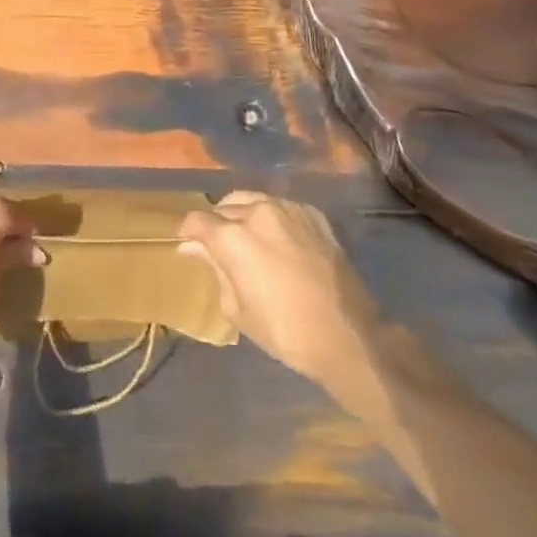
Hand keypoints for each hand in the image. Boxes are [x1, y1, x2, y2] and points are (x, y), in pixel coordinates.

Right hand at [179, 192, 376, 388]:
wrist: (347, 336)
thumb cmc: (284, 331)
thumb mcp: (237, 308)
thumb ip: (215, 269)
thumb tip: (194, 249)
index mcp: (233, 236)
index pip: (197, 221)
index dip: (188, 233)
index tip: (188, 246)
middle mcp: (257, 211)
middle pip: (224, 208)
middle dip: (216, 225)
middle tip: (219, 248)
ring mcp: (288, 208)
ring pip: (252, 200)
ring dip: (242, 215)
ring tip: (247, 238)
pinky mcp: (313, 215)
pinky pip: (281, 207)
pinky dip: (271, 218)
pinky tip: (277, 239)